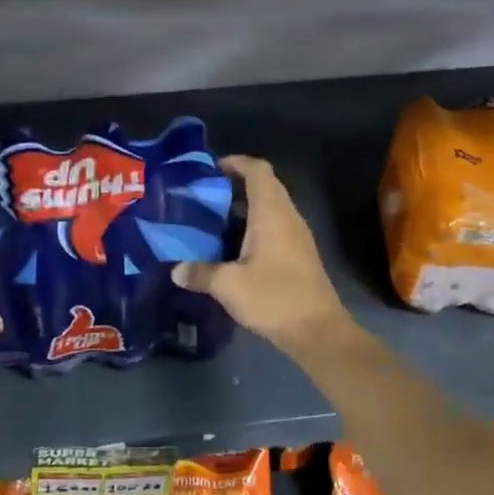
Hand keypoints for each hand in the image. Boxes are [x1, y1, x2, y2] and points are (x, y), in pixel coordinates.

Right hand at [172, 155, 350, 354]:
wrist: (318, 331)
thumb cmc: (274, 298)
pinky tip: (233, 248)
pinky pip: (275, 227)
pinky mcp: (299, 255)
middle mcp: (288, 217)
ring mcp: (297, 236)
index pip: (258, 170)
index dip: (236, 163)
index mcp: (272, 214)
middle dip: (236, 185)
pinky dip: (254, 227)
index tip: (211, 170)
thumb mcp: (228, 286)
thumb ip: (200, 273)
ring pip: (271, 208)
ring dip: (245, 208)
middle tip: (205, 197)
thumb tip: (176, 270)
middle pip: (265, 186)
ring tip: (214, 220)